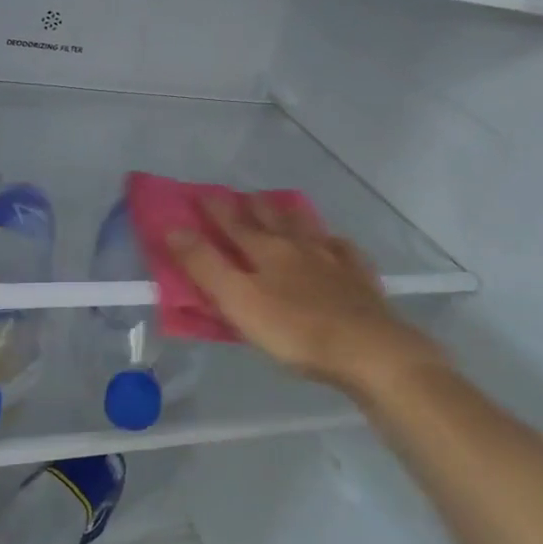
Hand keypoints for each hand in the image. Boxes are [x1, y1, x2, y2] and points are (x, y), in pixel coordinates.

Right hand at [165, 195, 442, 393]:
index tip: (200, 193)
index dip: (215, 209)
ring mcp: (333, 260)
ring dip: (291, 215)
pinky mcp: (360, 279)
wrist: (369, 350)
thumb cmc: (296, 331)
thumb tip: (173, 228)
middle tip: (243, 195)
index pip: (233, 224)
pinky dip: (333, 242)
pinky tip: (335, 243)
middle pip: (271, 219)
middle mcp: (298, 246)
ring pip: (307, 227)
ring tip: (284, 207)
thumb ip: (205, 266)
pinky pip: (344, 251)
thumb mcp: (239, 302)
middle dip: (253, 206)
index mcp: (265, 252)